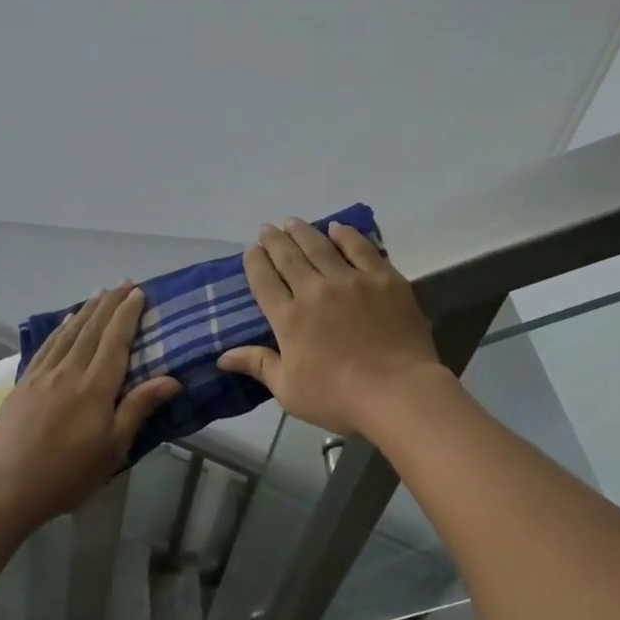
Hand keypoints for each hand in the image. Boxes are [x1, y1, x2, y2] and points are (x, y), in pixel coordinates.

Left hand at [0, 285, 179, 529]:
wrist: (6, 488)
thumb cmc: (69, 474)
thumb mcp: (113, 448)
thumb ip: (138, 408)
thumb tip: (172, 379)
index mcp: (95, 388)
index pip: (116, 341)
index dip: (128, 315)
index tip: (139, 293)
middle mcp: (69, 372)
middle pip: (93, 330)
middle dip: (110, 304)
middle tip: (124, 282)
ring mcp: (42, 376)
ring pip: (69, 333)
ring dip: (87, 310)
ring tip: (100, 293)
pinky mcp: (23, 384)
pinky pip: (46, 347)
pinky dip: (59, 329)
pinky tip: (66, 320)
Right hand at [218, 218, 442, 437]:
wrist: (397, 391)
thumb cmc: (338, 398)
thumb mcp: (289, 391)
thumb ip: (259, 366)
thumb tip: (222, 356)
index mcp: (289, 319)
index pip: (264, 281)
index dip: (255, 263)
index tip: (251, 250)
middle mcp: (315, 291)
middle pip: (289, 257)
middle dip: (274, 240)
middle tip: (267, 228)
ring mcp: (351, 280)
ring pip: (321, 246)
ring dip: (304, 231)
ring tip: (293, 222)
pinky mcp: (384, 278)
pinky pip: (360, 248)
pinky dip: (346, 235)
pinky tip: (338, 228)